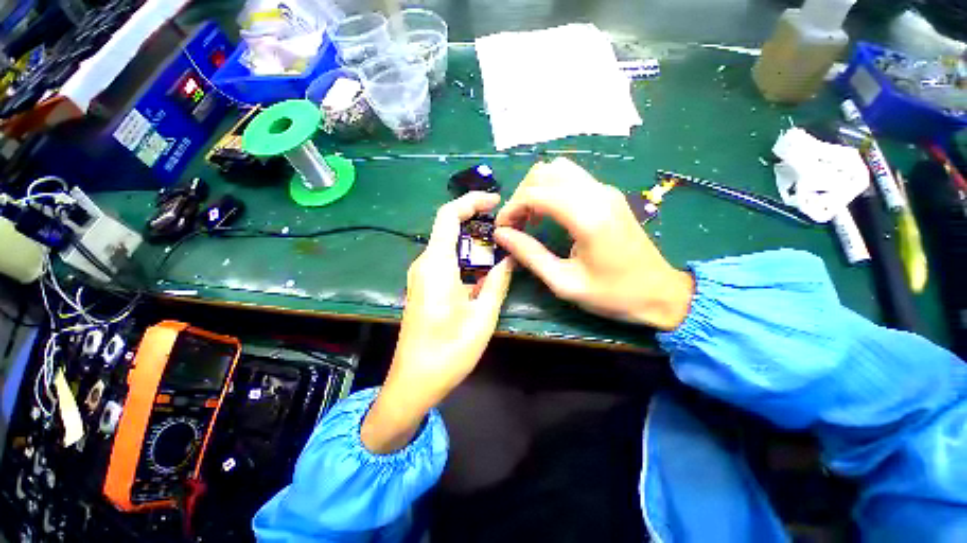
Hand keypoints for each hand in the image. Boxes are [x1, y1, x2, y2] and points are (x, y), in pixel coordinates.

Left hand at [361, 192, 513, 453]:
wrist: (413, 382)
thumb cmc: (448, 352)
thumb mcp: (482, 316)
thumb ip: (497, 282)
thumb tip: (509, 257)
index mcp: (436, 265)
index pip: (448, 216)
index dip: (471, 201)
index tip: (496, 201)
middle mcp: (424, 264)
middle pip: (448, 227)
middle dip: (477, 222)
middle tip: (507, 229)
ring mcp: (421, 276)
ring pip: (448, 245)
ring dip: (473, 242)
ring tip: (501, 248)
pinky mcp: (423, 287)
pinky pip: (445, 261)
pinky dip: (466, 258)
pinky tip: (484, 269)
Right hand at [494, 158, 693, 329]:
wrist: (659, 293)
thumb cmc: (612, 294)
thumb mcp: (564, 282)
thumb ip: (530, 255)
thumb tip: (501, 234)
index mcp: (587, 217)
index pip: (535, 193)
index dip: (511, 208)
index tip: (502, 229)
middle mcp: (597, 194)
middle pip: (544, 173)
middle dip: (521, 195)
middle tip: (515, 224)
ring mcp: (605, 190)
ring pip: (558, 169)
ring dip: (536, 189)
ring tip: (529, 218)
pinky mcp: (608, 194)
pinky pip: (571, 178)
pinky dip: (551, 189)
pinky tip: (547, 213)